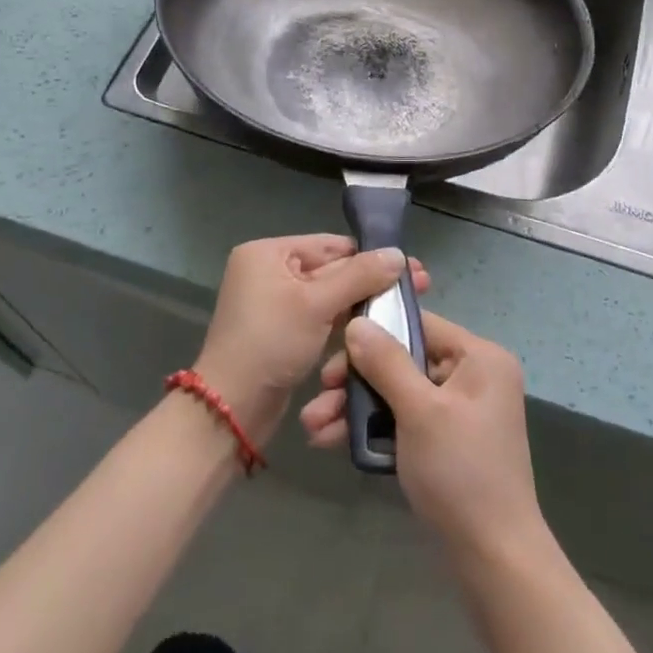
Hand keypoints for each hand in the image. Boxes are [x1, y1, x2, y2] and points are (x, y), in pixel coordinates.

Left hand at [195, 235, 430, 448]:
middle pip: (332, 269)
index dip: (372, 256)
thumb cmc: (270, 343)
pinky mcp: (283, 331)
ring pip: (329, 296)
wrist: (232, 408)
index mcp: (268, 253)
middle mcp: (269, 271)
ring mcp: (275, 303)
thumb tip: (399, 253)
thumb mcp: (317, 304)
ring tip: (406, 306)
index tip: (411, 267)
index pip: (331, 245)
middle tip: (420, 285)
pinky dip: (345, 321)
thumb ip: (359, 276)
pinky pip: (320, 317)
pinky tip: (378, 324)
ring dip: (363, 302)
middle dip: (372, 280)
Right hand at [300, 310, 545, 560]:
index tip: (333, 355)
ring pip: (398, 394)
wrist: (494, 559)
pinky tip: (333, 442)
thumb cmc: (460, 473)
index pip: (420, 325)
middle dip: (356, 382)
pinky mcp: (447, 442)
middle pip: (404, 361)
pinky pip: (405, 421)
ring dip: (356, 409)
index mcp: (479, 357)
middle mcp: (473, 376)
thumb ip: (386, 363)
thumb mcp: (419, 411)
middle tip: (318, 399)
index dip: (375, 334)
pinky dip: (374, 430)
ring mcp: (460, 411)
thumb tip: (357, 322)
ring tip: (312, 428)